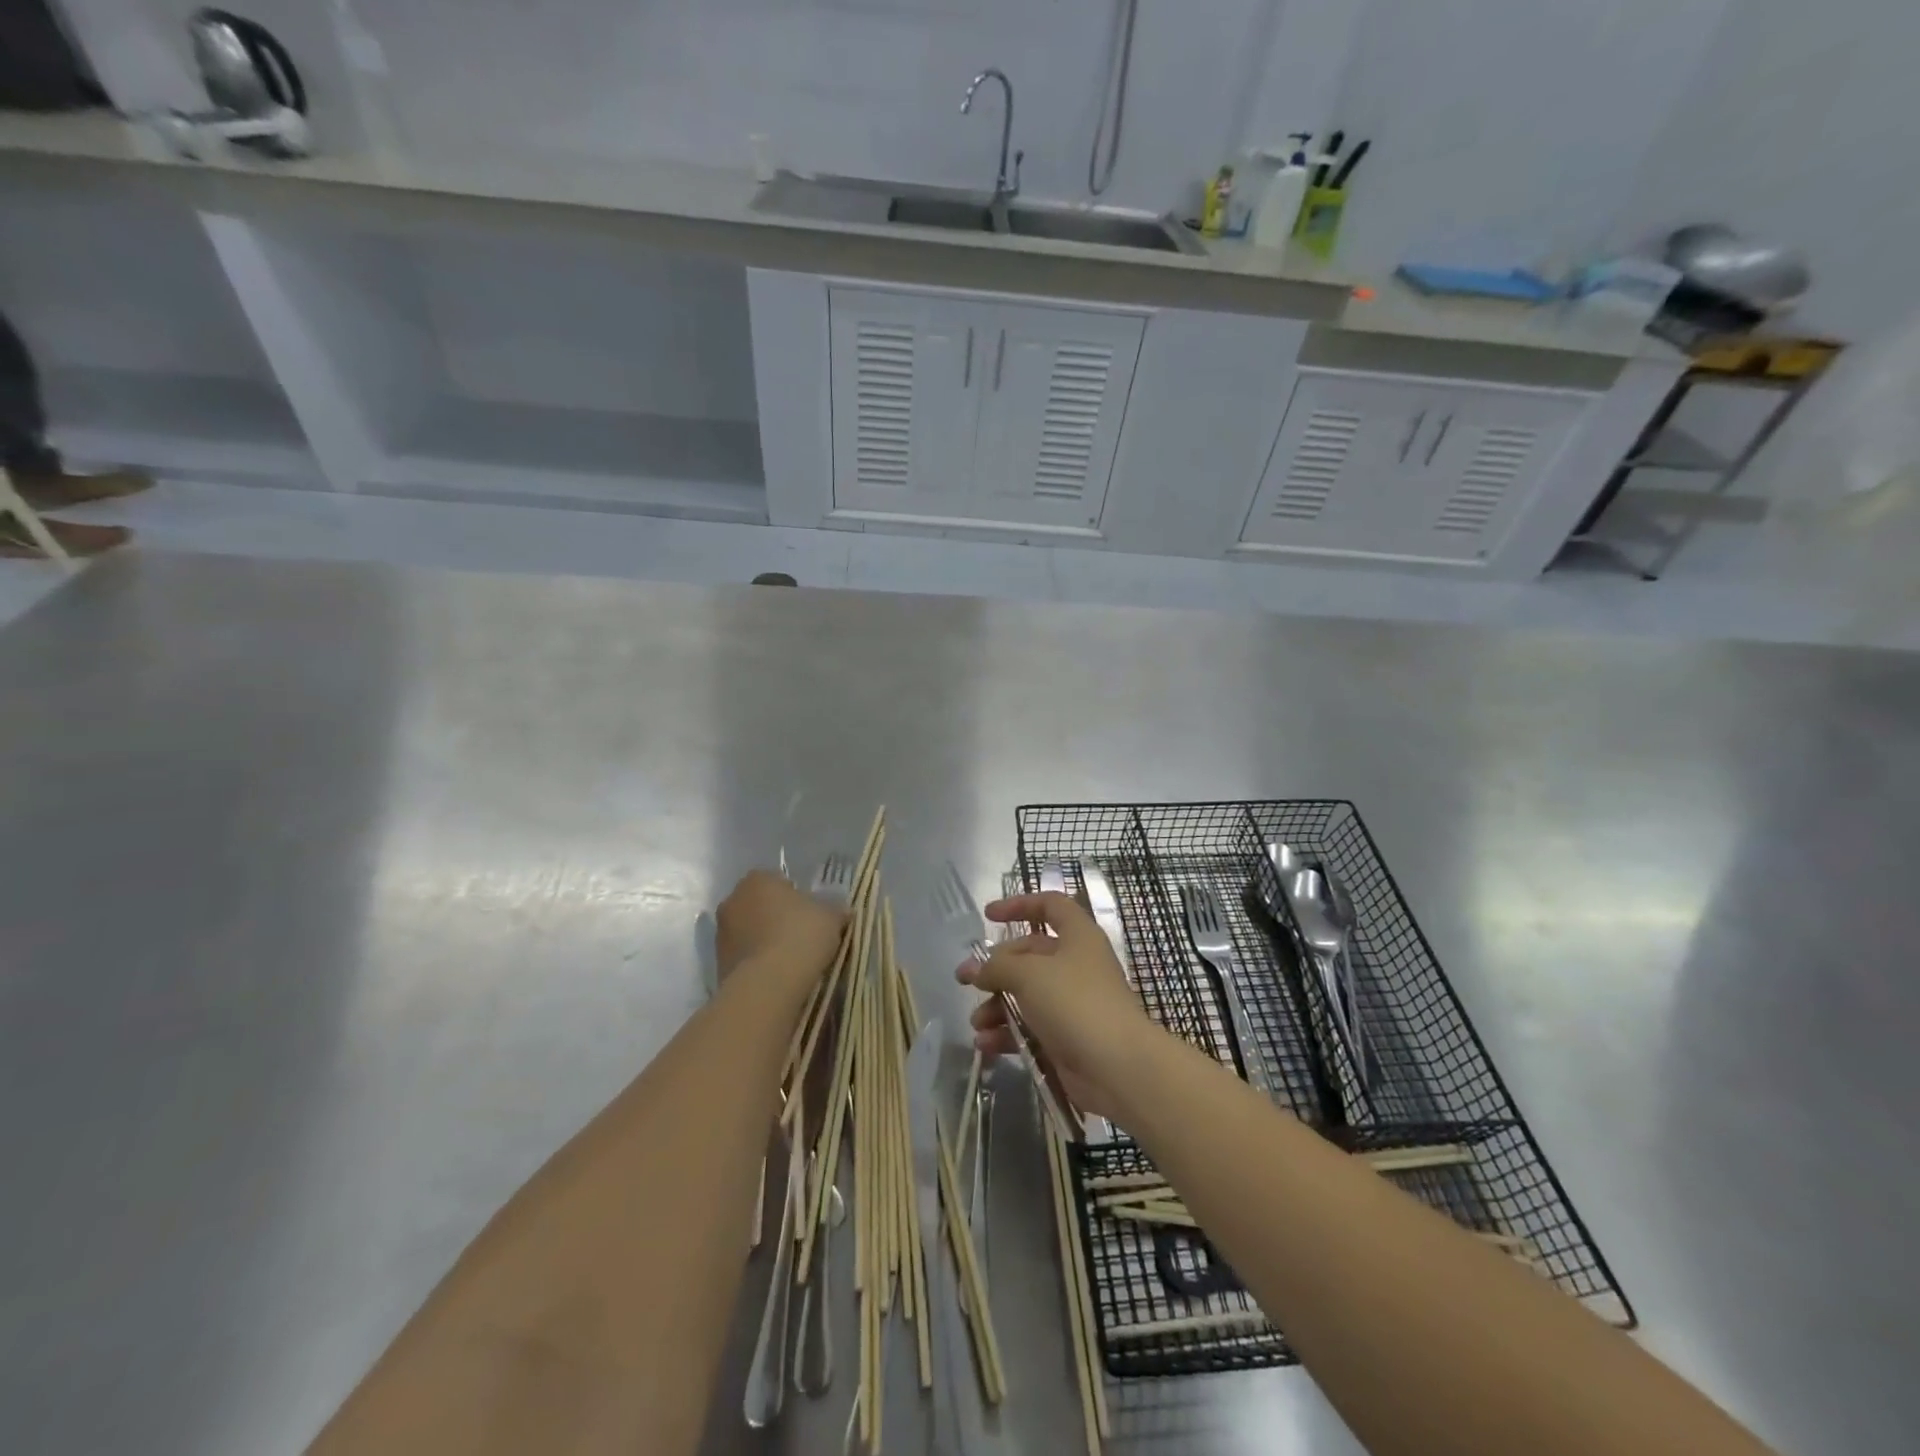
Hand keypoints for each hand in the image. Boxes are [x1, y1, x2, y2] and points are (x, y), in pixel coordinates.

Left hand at [716, 870, 844, 988]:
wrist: (768, 985)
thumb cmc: (801, 936)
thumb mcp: (832, 916)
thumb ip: (834, 909)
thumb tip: (840, 910)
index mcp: (757, 879)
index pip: (778, 880)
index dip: (796, 897)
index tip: (811, 915)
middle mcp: (733, 900)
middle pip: (760, 905)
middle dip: (776, 918)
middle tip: (802, 936)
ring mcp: (721, 934)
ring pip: (750, 932)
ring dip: (765, 941)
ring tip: (790, 961)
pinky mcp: (718, 964)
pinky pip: (744, 957)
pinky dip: (758, 963)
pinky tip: (777, 977)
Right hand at [956, 892, 1158, 1119]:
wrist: (1117, 1067)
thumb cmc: (1075, 1003)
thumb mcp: (1028, 974)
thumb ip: (997, 966)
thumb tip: (978, 970)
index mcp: (1077, 936)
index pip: (1050, 906)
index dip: (1020, 905)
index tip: (989, 916)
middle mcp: (1076, 965)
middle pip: (1029, 955)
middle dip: (995, 968)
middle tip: (964, 980)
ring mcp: (1073, 1003)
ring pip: (1026, 995)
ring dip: (997, 1006)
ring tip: (977, 1022)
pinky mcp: (1067, 1037)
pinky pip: (1030, 1028)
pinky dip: (1007, 1033)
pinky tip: (986, 1044)